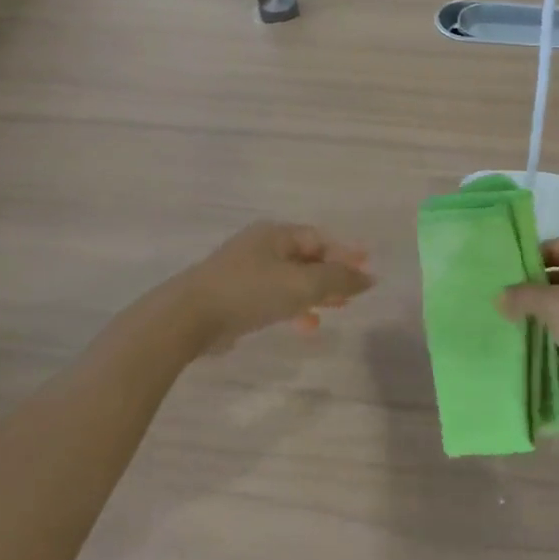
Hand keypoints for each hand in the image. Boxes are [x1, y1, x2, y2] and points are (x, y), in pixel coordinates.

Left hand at [177, 221, 373, 353]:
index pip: (319, 239)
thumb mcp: (302, 285)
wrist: (189, 317)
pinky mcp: (235, 296)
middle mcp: (261, 247)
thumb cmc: (250, 292)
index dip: (346, 254)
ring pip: (291, 279)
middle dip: (332, 275)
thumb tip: (369, 277)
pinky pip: (274, 296)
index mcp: (276, 234)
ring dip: (315, 294)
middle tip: (354, 293)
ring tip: (336, 310)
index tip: (368, 271)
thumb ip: (338, 280)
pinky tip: (305, 325)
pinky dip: (294, 307)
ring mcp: (245, 271)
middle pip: (306, 258)